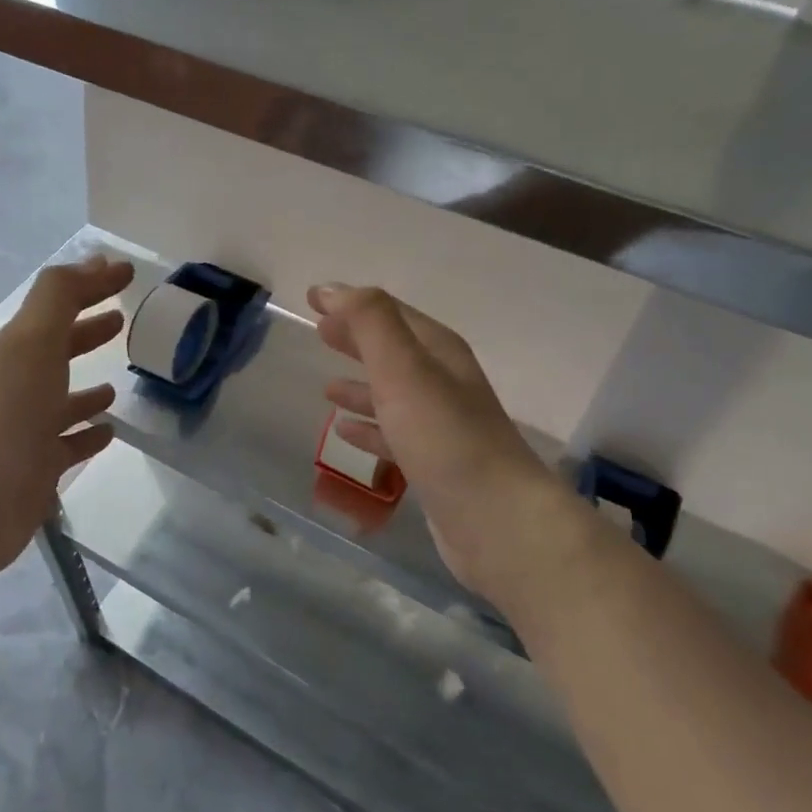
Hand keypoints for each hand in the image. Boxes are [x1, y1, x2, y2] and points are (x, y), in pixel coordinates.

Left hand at [0, 255, 133, 583]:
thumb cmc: (6, 414)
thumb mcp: (33, 341)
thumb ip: (59, 297)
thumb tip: (95, 261)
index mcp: (17, 351)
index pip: (57, 307)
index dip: (90, 286)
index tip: (126, 274)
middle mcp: (19, 386)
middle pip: (57, 351)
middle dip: (86, 332)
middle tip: (121, 320)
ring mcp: (27, 431)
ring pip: (62, 402)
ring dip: (87, 390)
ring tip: (118, 383)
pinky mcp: (37, 470)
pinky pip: (68, 446)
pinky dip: (88, 435)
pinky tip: (108, 432)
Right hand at [308, 284, 581, 608]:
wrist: (497, 521)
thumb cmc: (445, 438)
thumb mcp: (404, 369)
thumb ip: (370, 323)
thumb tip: (333, 289)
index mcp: (439, 353)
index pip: (390, 314)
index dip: (352, 303)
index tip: (313, 298)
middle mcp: (443, 383)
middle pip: (393, 351)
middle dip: (357, 340)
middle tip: (320, 333)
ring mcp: (441, 426)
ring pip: (392, 395)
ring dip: (361, 387)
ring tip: (327, 388)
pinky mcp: (434, 465)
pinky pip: (393, 435)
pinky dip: (369, 428)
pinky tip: (346, 434)